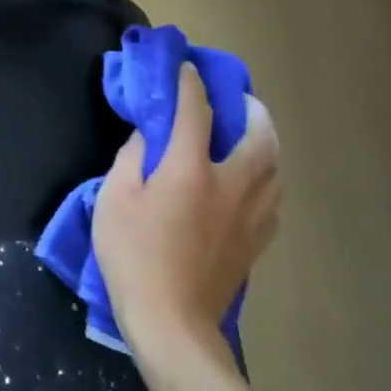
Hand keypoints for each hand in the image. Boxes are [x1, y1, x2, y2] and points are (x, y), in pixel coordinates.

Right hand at [91, 64, 280, 365]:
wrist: (171, 322)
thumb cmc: (134, 255)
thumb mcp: (115, 198)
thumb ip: (132, 158)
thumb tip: (148, 135)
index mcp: (190, 170)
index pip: (196, 112)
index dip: (191, 83)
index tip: (187, 68)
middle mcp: (230, 185)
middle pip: (259, 138)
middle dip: (253, 112)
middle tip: (239, 102)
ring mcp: (250, 217)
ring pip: (275, 169)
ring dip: (267, 144)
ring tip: (252, 136)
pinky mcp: (256, 244)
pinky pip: (273, 200)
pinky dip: (268, 180)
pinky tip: (252, 184)